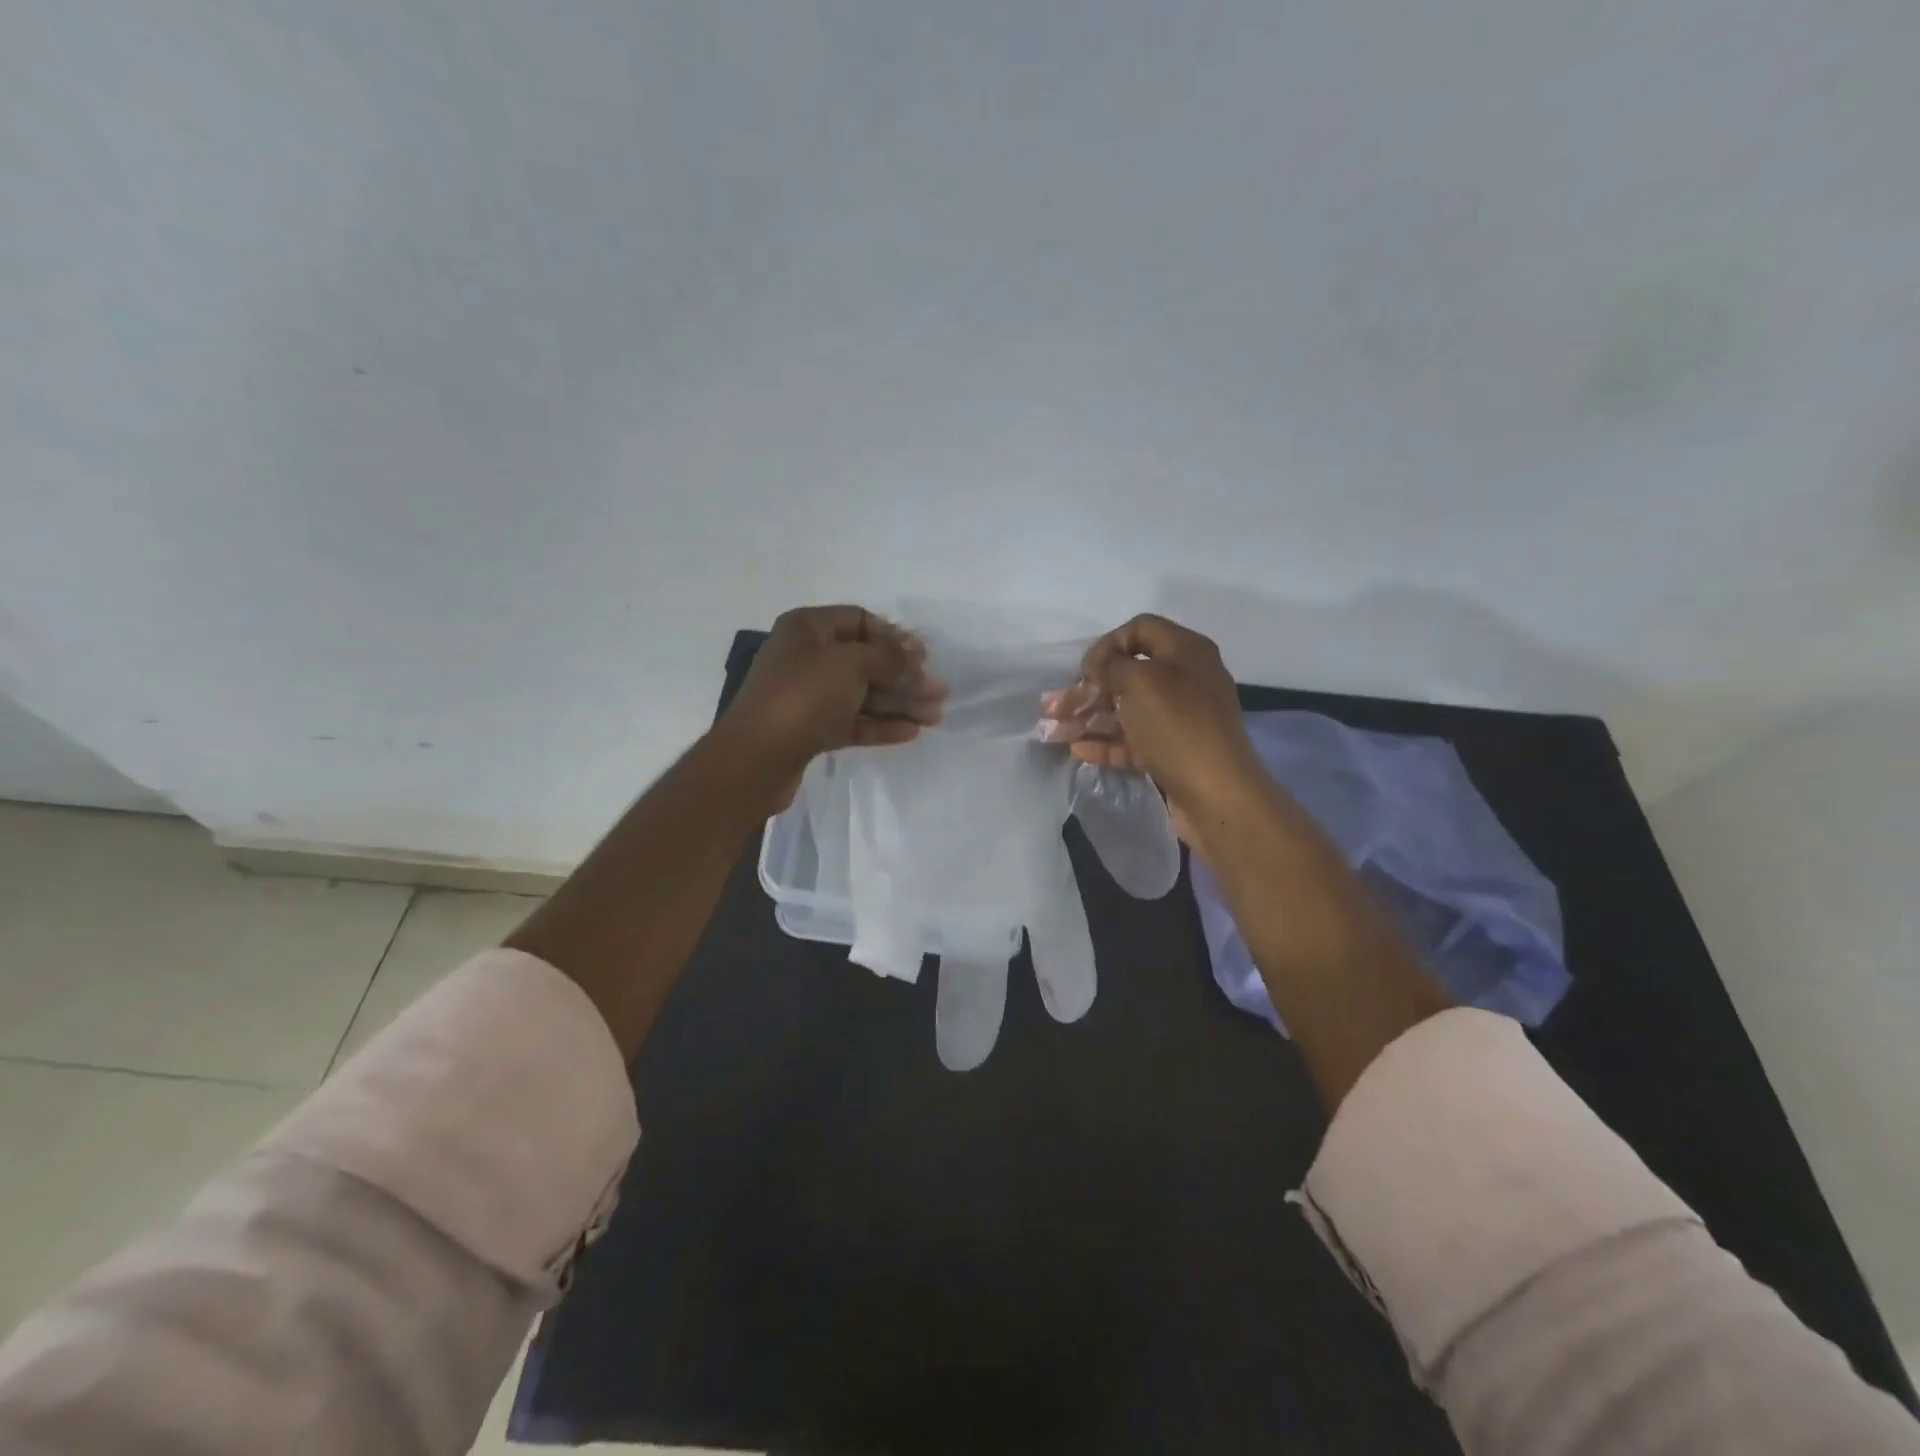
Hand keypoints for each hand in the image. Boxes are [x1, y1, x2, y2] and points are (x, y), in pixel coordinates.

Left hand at [718, 606, 945, 794]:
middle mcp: (806, 657)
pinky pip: (852, 721)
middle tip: (939, 692)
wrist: (756, 758)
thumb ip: (889, 658)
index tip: (923, 657)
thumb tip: (915, 656)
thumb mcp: (851, 664)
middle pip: (866, 661)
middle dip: (904, 676)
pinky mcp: (811, 730)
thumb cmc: (803, 696)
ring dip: (899, 703)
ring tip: (935, 716)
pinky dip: (880, 725)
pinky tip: (910, 732)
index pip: (860, 620)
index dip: (894, 636)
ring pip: (862, 694)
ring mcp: (808, 696)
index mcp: (808, 628)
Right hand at [1040, 614, 1261, 844]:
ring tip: (1052, 732)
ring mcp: (1179, 719)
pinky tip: (1078, 750)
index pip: (1140, 629)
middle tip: (1051, 706)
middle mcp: (1185, 680)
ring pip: (1126, 710)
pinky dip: (1106, 743)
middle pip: (1127, 674)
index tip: (1085, 670)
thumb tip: (1098, 663)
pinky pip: (1133, 741)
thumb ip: (1111, 665)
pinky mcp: (1172, 752)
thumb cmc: (1178, 727)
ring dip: (1088, 718)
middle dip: (1087, 689)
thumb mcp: (1140, 683)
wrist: (1218, 795)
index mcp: (1185, 652)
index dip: (1107, 644)